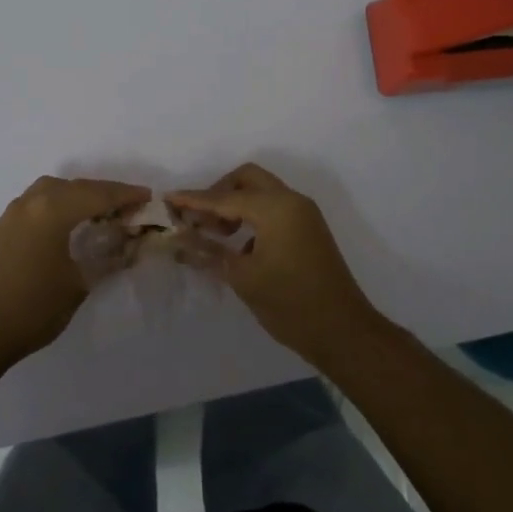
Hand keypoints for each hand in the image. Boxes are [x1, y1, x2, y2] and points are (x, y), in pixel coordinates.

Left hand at [0, 175, 150, 367]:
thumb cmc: (34, 308)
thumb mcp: (79, 284)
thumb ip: (107, 258)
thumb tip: (129, 246)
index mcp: (52, 211)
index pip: (97, 195)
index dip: (125, 195)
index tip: (148, 197)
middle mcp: (32, 202)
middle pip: (76, 187)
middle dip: (104, 193)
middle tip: (129, 206)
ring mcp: (14, 212)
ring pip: (54, 189)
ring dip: (79, 195)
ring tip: (100, 211)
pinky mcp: (4, 226)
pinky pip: (38, 201)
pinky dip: (60, 202)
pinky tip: (70, 221)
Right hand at [169, 163, 385, 368]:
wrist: (344, 332)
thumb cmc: (290, 304)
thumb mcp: (243, 278)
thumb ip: (209, 251)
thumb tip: (180, 238)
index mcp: (275, 208)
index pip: (224, 198)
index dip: (194, 200)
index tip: (168, 198)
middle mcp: (291, 200)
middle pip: (246, 179)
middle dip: (219, 193)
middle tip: (200, 220)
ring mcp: (304, 213)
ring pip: (262, 191)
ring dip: (237, 204)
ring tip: (217, 233)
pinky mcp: (309, 228)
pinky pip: (274, 207)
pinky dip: (253, 216)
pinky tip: (241, 246)